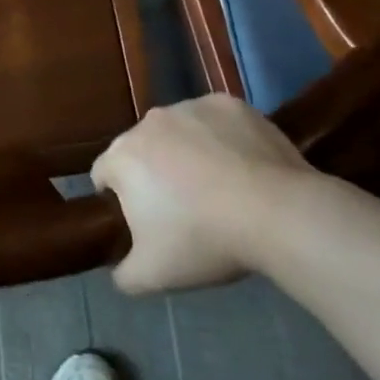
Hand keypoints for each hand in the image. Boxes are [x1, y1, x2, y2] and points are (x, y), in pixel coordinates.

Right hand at [93, 94, 337, 294]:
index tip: (142, 221)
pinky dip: (221, 139)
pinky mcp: (229, 104)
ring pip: (178, 131)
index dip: (117, 199)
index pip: (103, 174)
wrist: (277, 213)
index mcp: (122, 156)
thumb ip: (123, 274)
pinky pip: (215, 122)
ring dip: (186, 152)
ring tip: (218, 187)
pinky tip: (242, 166)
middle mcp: (149, 122)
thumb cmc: (204, 239)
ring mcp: (191, 107)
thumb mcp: (153, 275)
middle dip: (153, 172)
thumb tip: (119, 268)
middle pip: (141, 148)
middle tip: (182, 208)